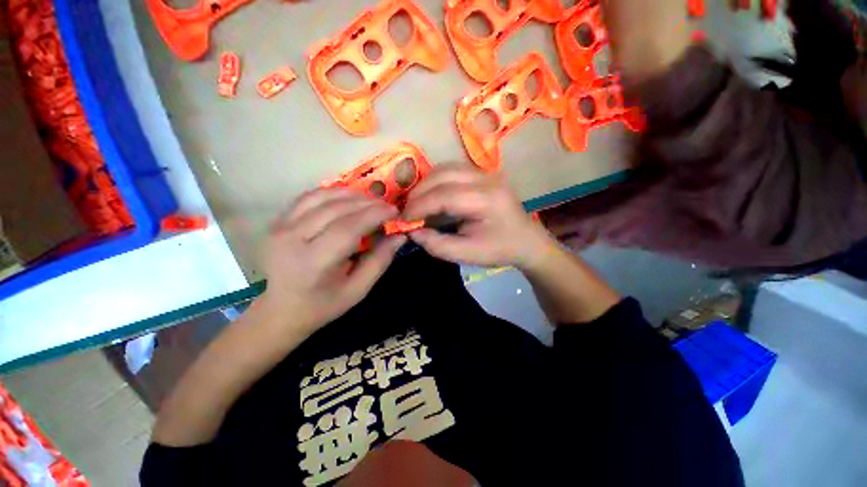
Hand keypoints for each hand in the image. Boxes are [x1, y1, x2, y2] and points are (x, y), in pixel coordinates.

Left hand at [259, 188, 405, 332]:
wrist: (280, 309)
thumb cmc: (322, 305)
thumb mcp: (357, 291)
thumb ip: (379, 262)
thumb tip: (400, 237)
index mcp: (313, 263)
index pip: (347, 228)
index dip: (373, 215)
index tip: (393, 210)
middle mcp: (291, 239)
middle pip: (335, 209)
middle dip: (366, 203)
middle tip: (386, 205)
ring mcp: (280, 227)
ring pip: (321, 197)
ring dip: (350, 194)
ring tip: (370, 201)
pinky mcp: (278, 221)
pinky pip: (308, 197)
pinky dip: (332, 193)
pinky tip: (348, 198)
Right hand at [403, 163, 553, 267]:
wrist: (527, 241)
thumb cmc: (499, 250)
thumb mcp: (467, 254)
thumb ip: (437, 245)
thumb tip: (413, 232)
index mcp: (487, 199)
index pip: (444, 195)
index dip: (419, 206)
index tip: (403, 219)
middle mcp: (486, 179)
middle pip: (442, 175)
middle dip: (419, 193)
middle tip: (406, 211)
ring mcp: (486, 172)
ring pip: (445, 168)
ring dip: (426, 184)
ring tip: (416, 203)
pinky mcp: (483, 173)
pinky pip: (452, 169)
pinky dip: (436, 181)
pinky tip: (431, 195)